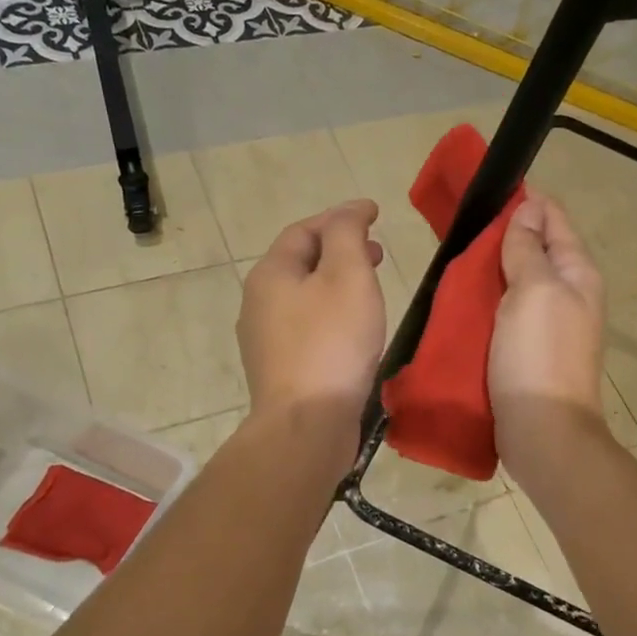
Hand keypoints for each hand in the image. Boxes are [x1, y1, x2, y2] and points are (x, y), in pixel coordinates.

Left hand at [238, 199, 385, 443]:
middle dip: (340, 251)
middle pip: (301, 263)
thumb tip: (350, 211)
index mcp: (271, 274)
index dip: (341, 217)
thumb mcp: (347, 275)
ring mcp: (265, 340)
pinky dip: (331, 315)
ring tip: (370, 290)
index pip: (305, 230)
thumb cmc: (331, 343)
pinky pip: (307, 329)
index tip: (376, 214)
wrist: (306, 424)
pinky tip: (353, 331)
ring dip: (336, 285)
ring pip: (304, 298)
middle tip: (378, 253)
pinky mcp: (280, 370)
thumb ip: (347, 235)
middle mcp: (259, 302)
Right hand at [489, 196, 610, 485]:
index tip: (485, 192)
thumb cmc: (539, 354)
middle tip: (461, 228)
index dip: (525, 201)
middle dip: (503, 236)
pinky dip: (487, 303)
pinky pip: (506, 314)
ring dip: (492, 271)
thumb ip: (529, 248)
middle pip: (536, 250)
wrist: (542, 430)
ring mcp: (548, 325)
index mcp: (577, 273)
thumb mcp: (535, 290)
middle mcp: (568, 294)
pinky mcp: (526, 351)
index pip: (554, 219)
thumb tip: (529, 209)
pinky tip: (461, 301)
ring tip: (455, 260)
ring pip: (518, 283)